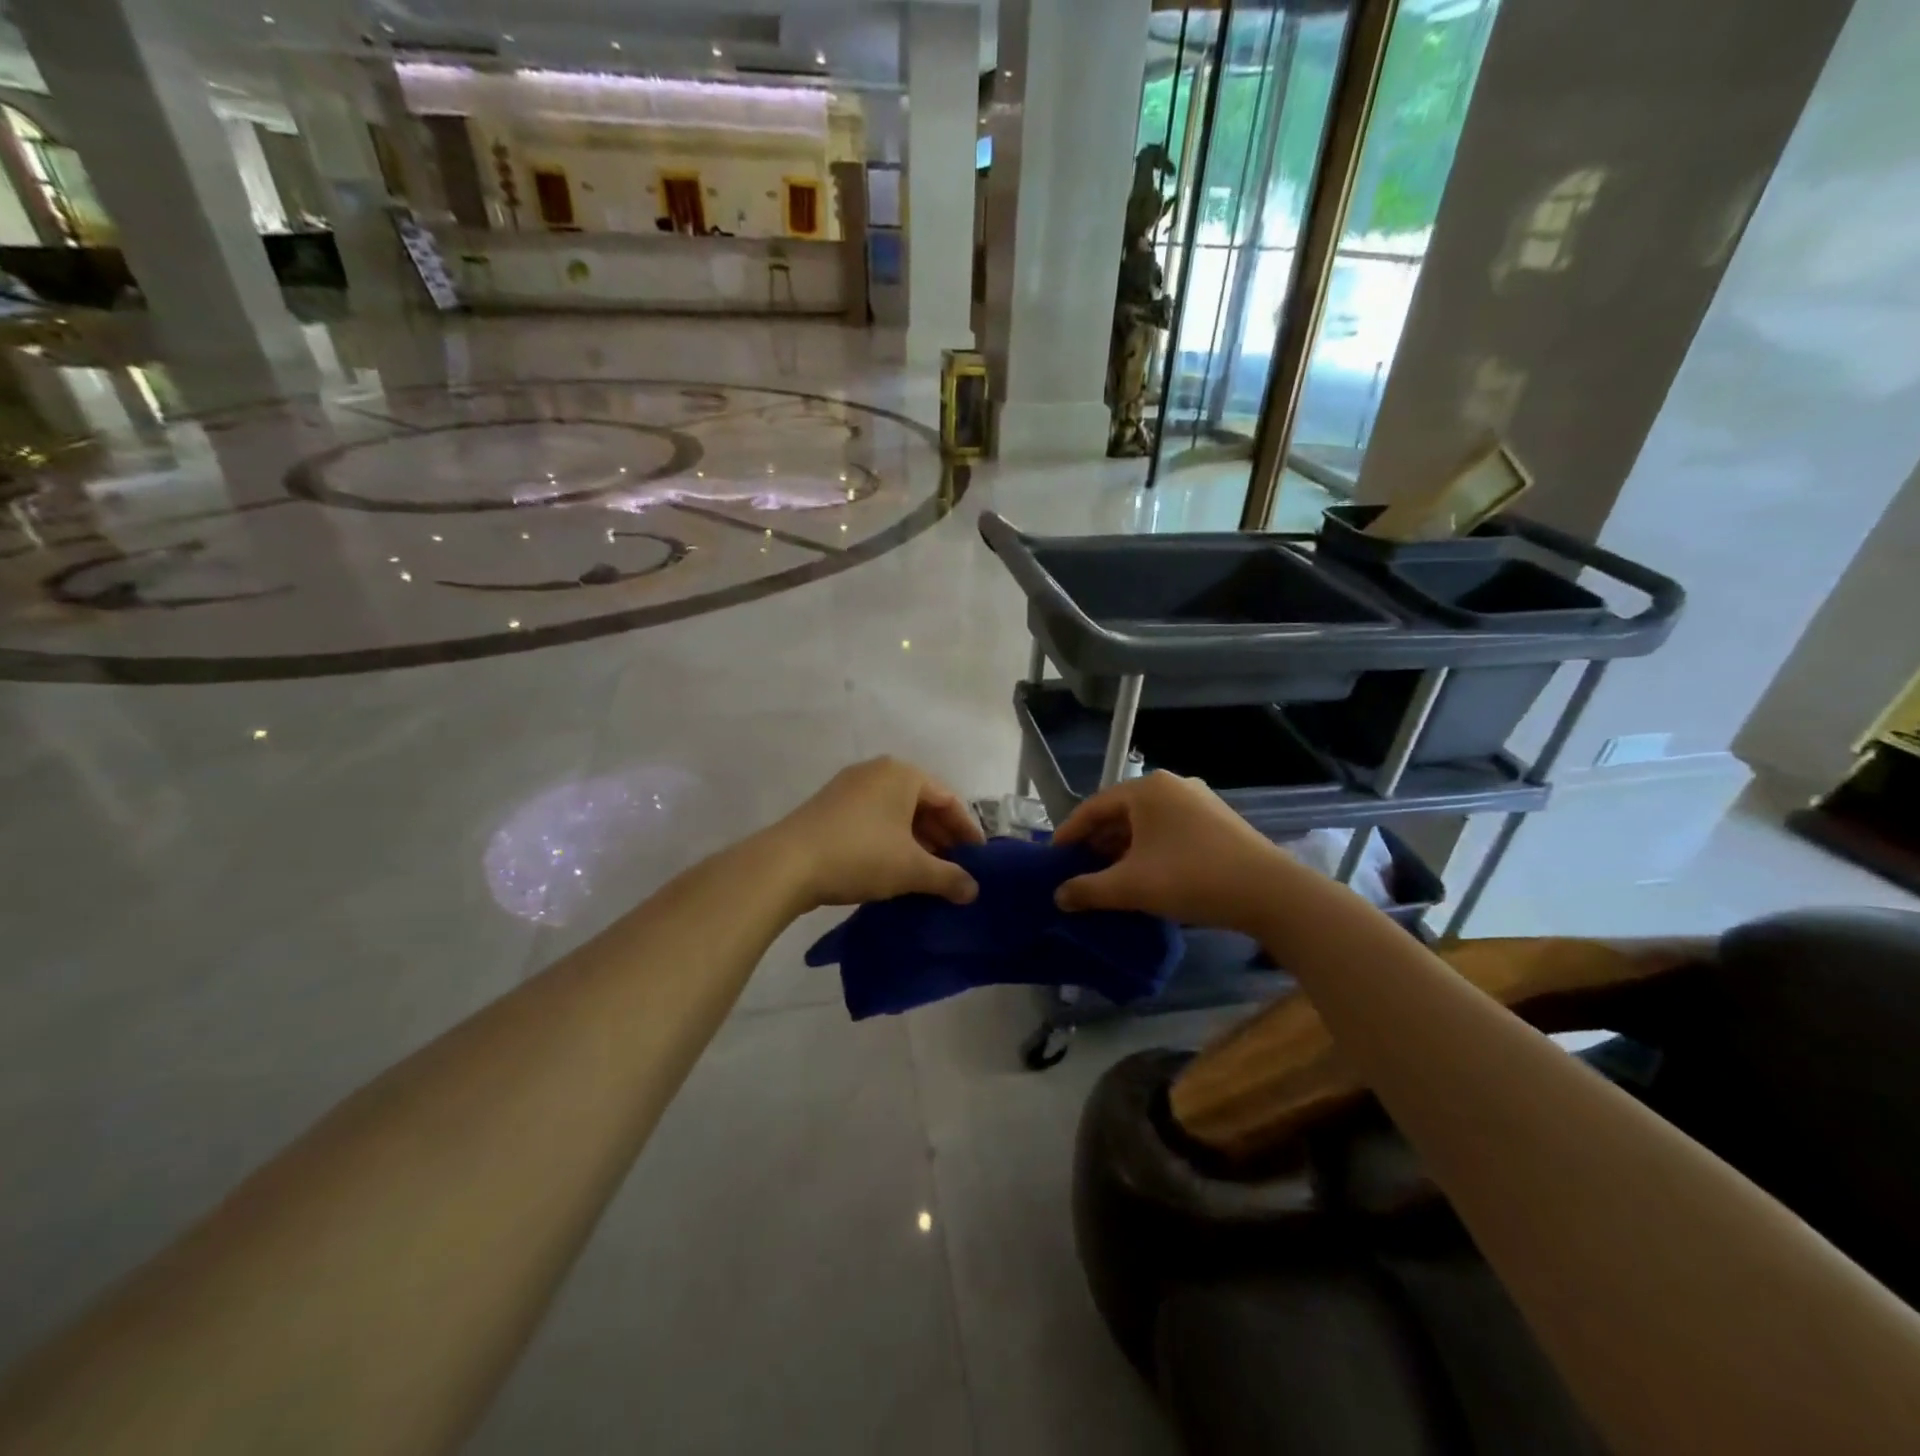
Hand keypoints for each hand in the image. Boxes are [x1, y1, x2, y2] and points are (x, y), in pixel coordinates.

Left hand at [771, 757, 983, 909]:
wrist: (786, 865)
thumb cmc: (860, 855)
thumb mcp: (911, 869)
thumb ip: (948, 877)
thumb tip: (973, 890)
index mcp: (902, 774)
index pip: (949, 799)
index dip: (967, 831)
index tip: (979, 859)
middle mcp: (877, 772)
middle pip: (922, 804)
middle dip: (941, 838)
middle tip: (956, 869)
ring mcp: (850, 787)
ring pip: (897, 813)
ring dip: (917, 842)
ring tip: (929, 874)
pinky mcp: (830, 807)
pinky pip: (874, 820)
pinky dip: (891, 841)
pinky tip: (895, 869)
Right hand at [1053, 771, 1297, 931]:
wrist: (1269, 893)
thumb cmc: (1191, 878)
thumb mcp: (1131, 887)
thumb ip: (1088, 890)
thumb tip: (1059, 896)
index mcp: (1145, 790)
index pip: (1093, 807)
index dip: (1069, 834)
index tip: (1053, 859)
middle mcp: (1170, 785)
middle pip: (1119, 813)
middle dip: (1096, 843)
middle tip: (1078, 871)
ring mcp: (1198, 800)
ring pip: (1145, 823)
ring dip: (1122, 848)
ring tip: (1108, 877)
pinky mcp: (1216, 820)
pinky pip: (1168, 829)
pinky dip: (1149, 849)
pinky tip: (1145, 875)